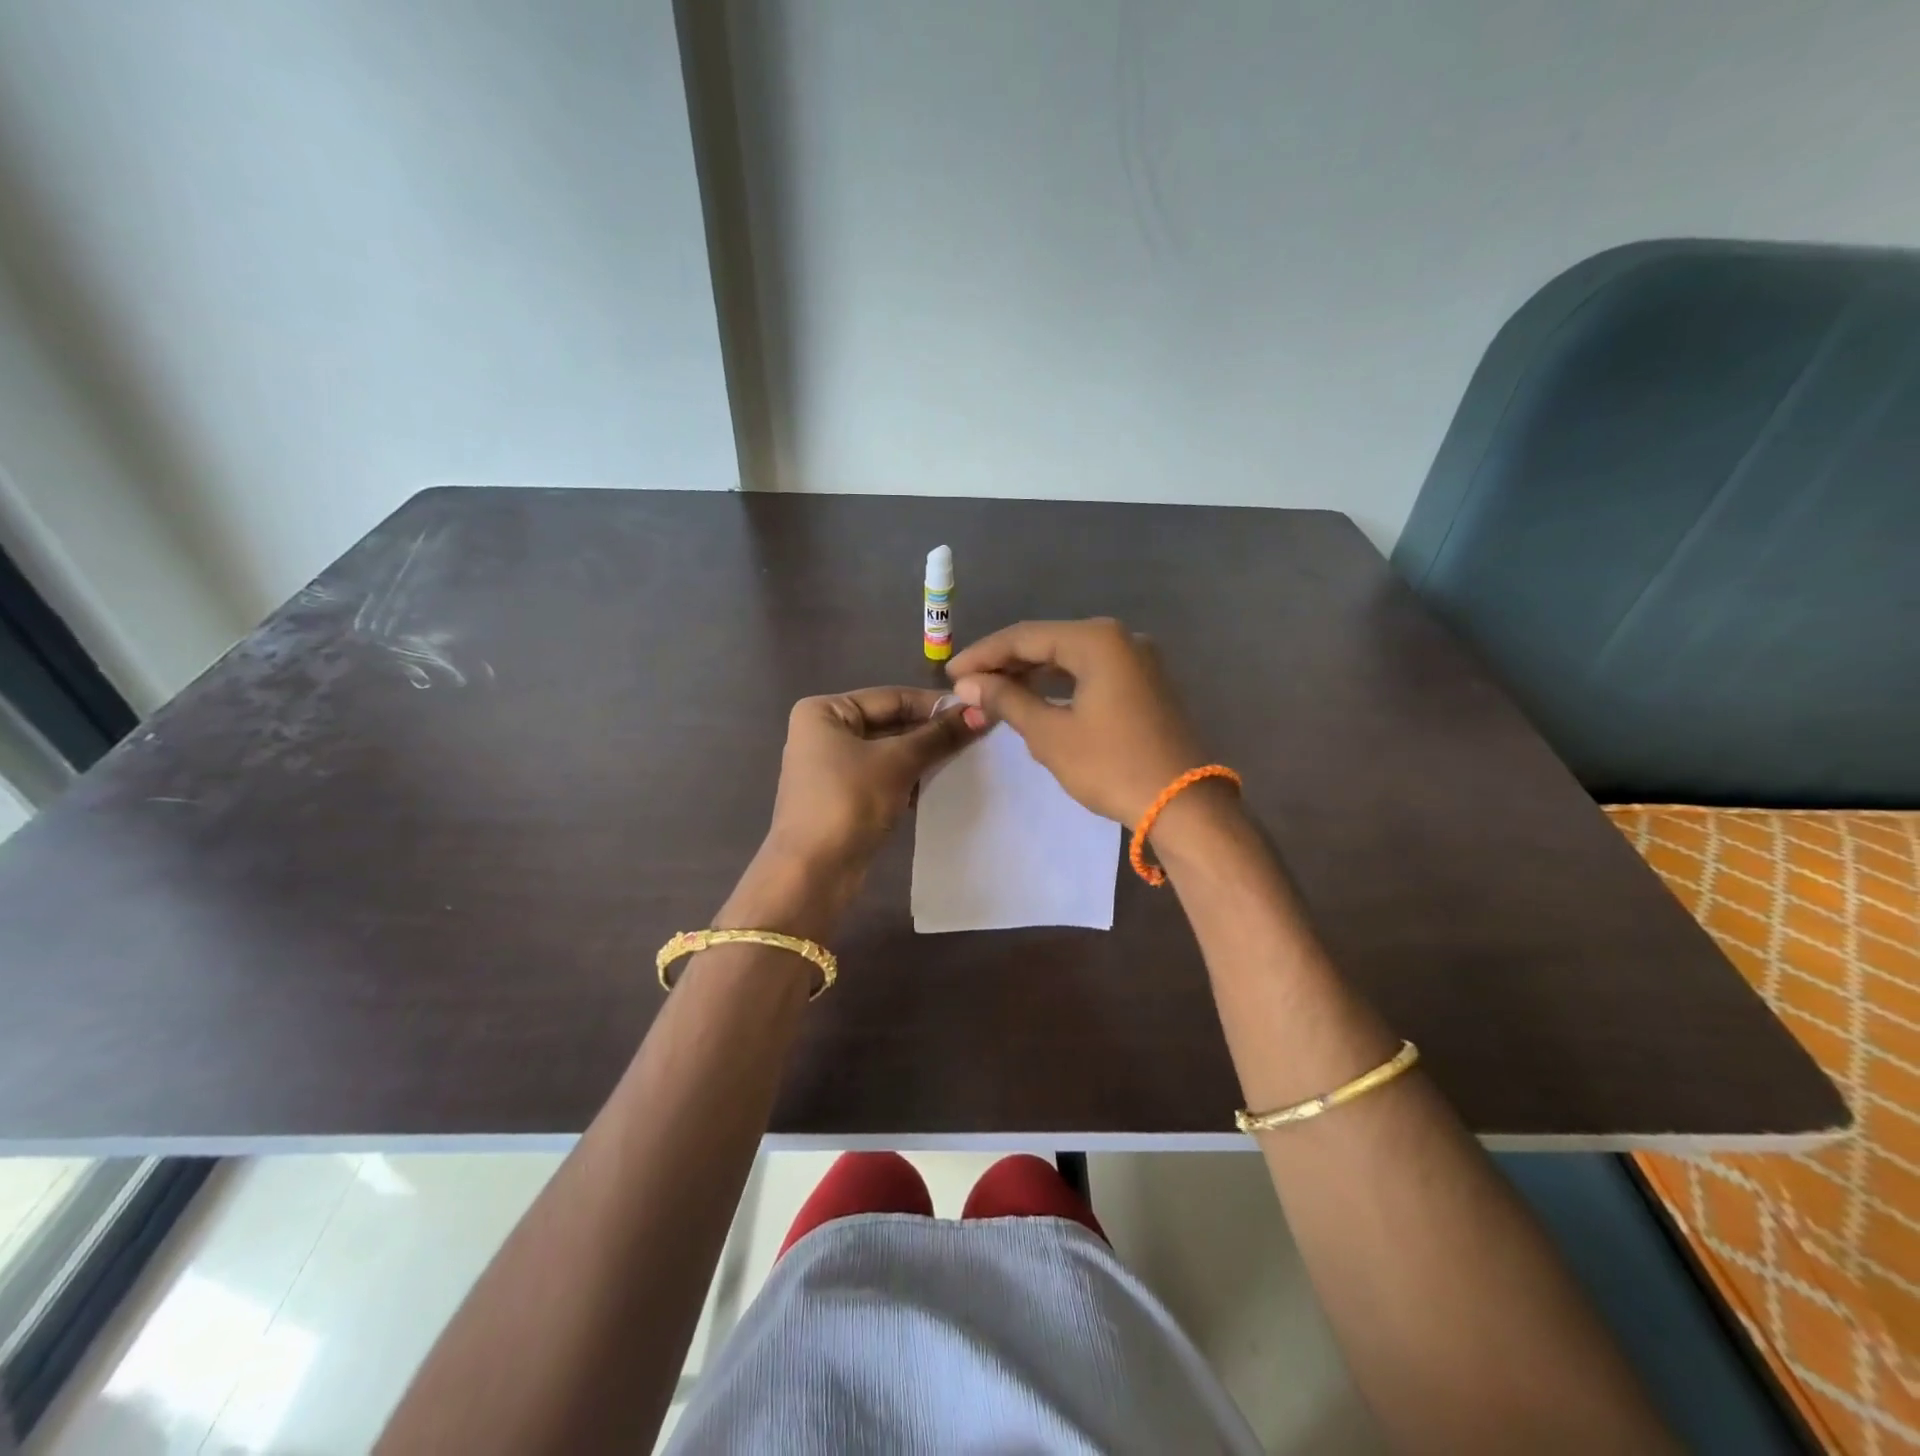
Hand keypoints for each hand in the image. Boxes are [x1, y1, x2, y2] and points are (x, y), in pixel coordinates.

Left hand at [763, 687, 977, 875]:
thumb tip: (981, 712)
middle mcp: (824, 733)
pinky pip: (884, 776)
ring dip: (925, 756)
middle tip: (979, 735)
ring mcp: (832, 767)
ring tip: (969, 758)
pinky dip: (910, 778)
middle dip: (931, 732)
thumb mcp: (898, 762)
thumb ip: (939, 736)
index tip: (978, 710)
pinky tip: (944, 783)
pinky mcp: (843, 797)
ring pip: (889, 752)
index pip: (891, 697)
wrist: (812, 872)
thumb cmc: (849, 801)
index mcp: (825, 711)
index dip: (935, 705)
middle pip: (890, 723)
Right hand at [948, 618, 1205, 824]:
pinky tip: (1036, 698)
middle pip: (1049, 641)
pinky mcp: (1145, 683)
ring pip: (1071, 657)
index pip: (1025, 636)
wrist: (1183, 805)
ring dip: (1032, 673)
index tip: (950, 674)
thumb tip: (968, 684)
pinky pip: (1092, 672)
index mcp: (1097, 640)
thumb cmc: (1112, 766)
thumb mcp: (1050, 734)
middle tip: (968, 684)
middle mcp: (1121, 638)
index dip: (983, 654)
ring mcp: (1138, 660)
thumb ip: (1007, 700)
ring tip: (994, 692)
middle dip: (1006, 663)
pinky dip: (1060, 683)